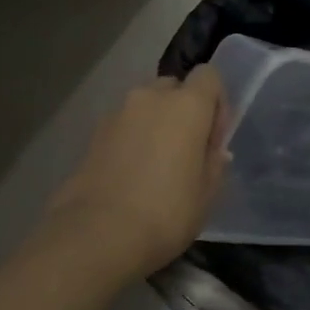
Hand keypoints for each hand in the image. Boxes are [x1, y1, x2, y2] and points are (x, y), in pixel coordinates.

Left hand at [47, 68, 229, 278]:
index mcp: (187, 105)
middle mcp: (151, 97)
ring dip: (155, 125)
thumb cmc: (166, 213)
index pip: (209, 76)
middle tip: (185, 152)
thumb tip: (212, 149)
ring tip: (154, 166)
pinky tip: (130, 175)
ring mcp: (117, 113)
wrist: (97, 234)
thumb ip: (214, 162)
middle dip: (183, 111)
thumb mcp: (207, 194)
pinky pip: (123, 126)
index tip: (213, 138)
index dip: (216, 102)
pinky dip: (131, 139)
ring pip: (145, 106)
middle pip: (174, 87)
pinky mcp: (93, 133)